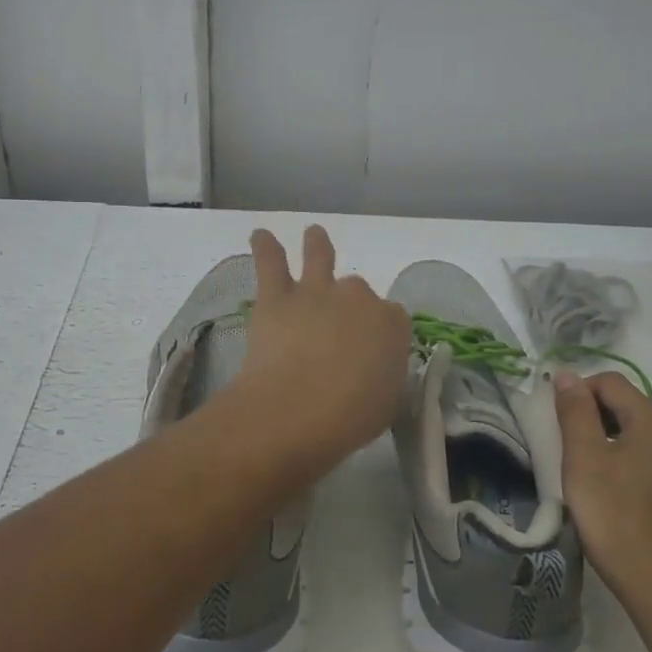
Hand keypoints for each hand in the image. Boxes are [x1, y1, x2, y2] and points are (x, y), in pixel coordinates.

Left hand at [233, 226, 412, 466]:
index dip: (381, 333)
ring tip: (313, 233)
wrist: (296, 410)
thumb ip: (384, 372)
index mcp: (391, 323)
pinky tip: (259, 235)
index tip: (372, 352)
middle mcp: (357, 297)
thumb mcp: (386, 401)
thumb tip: (374, 363)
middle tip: (337, 332)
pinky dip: (265, 247)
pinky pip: (270, 263)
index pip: (393, 319)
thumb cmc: (349, 418)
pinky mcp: (277, 297)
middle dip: (350, 305)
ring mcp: (316, 292)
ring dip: (316, 244)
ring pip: (318, 257)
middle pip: (357, 291)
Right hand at [555, 370, 651, 627]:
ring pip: (640, 437)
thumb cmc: (618, 520)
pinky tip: (614, 499)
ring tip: (585, 476)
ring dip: (609, 443)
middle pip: (627, 407)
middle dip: (592, 417)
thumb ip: (575, 413)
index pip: (610, 381)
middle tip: (564, 449)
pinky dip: (628, 466)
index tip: (555, 422)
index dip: (577, 391)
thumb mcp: (584, 461)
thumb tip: (567, 375)